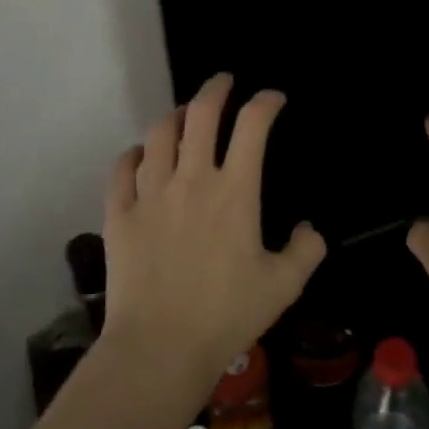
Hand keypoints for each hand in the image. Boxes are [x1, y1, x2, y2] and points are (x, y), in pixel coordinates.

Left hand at [102, 73, 326, 386]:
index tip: (273, 99)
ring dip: (175, 117)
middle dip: (216, 89)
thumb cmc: (227, 315)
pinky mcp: (119, 213)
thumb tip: (308, 228)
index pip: (253, 126)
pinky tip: (141, 154)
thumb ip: (306, 250)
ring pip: (159, 134)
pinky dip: (134, 153)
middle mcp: (192, 179)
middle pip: (201, 114)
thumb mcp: (283, 286)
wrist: (160, 347)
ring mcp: (151, 193)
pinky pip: (122, 169)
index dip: (266, 102)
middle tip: (223, 82)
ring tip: (184, 116)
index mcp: (235, 191)